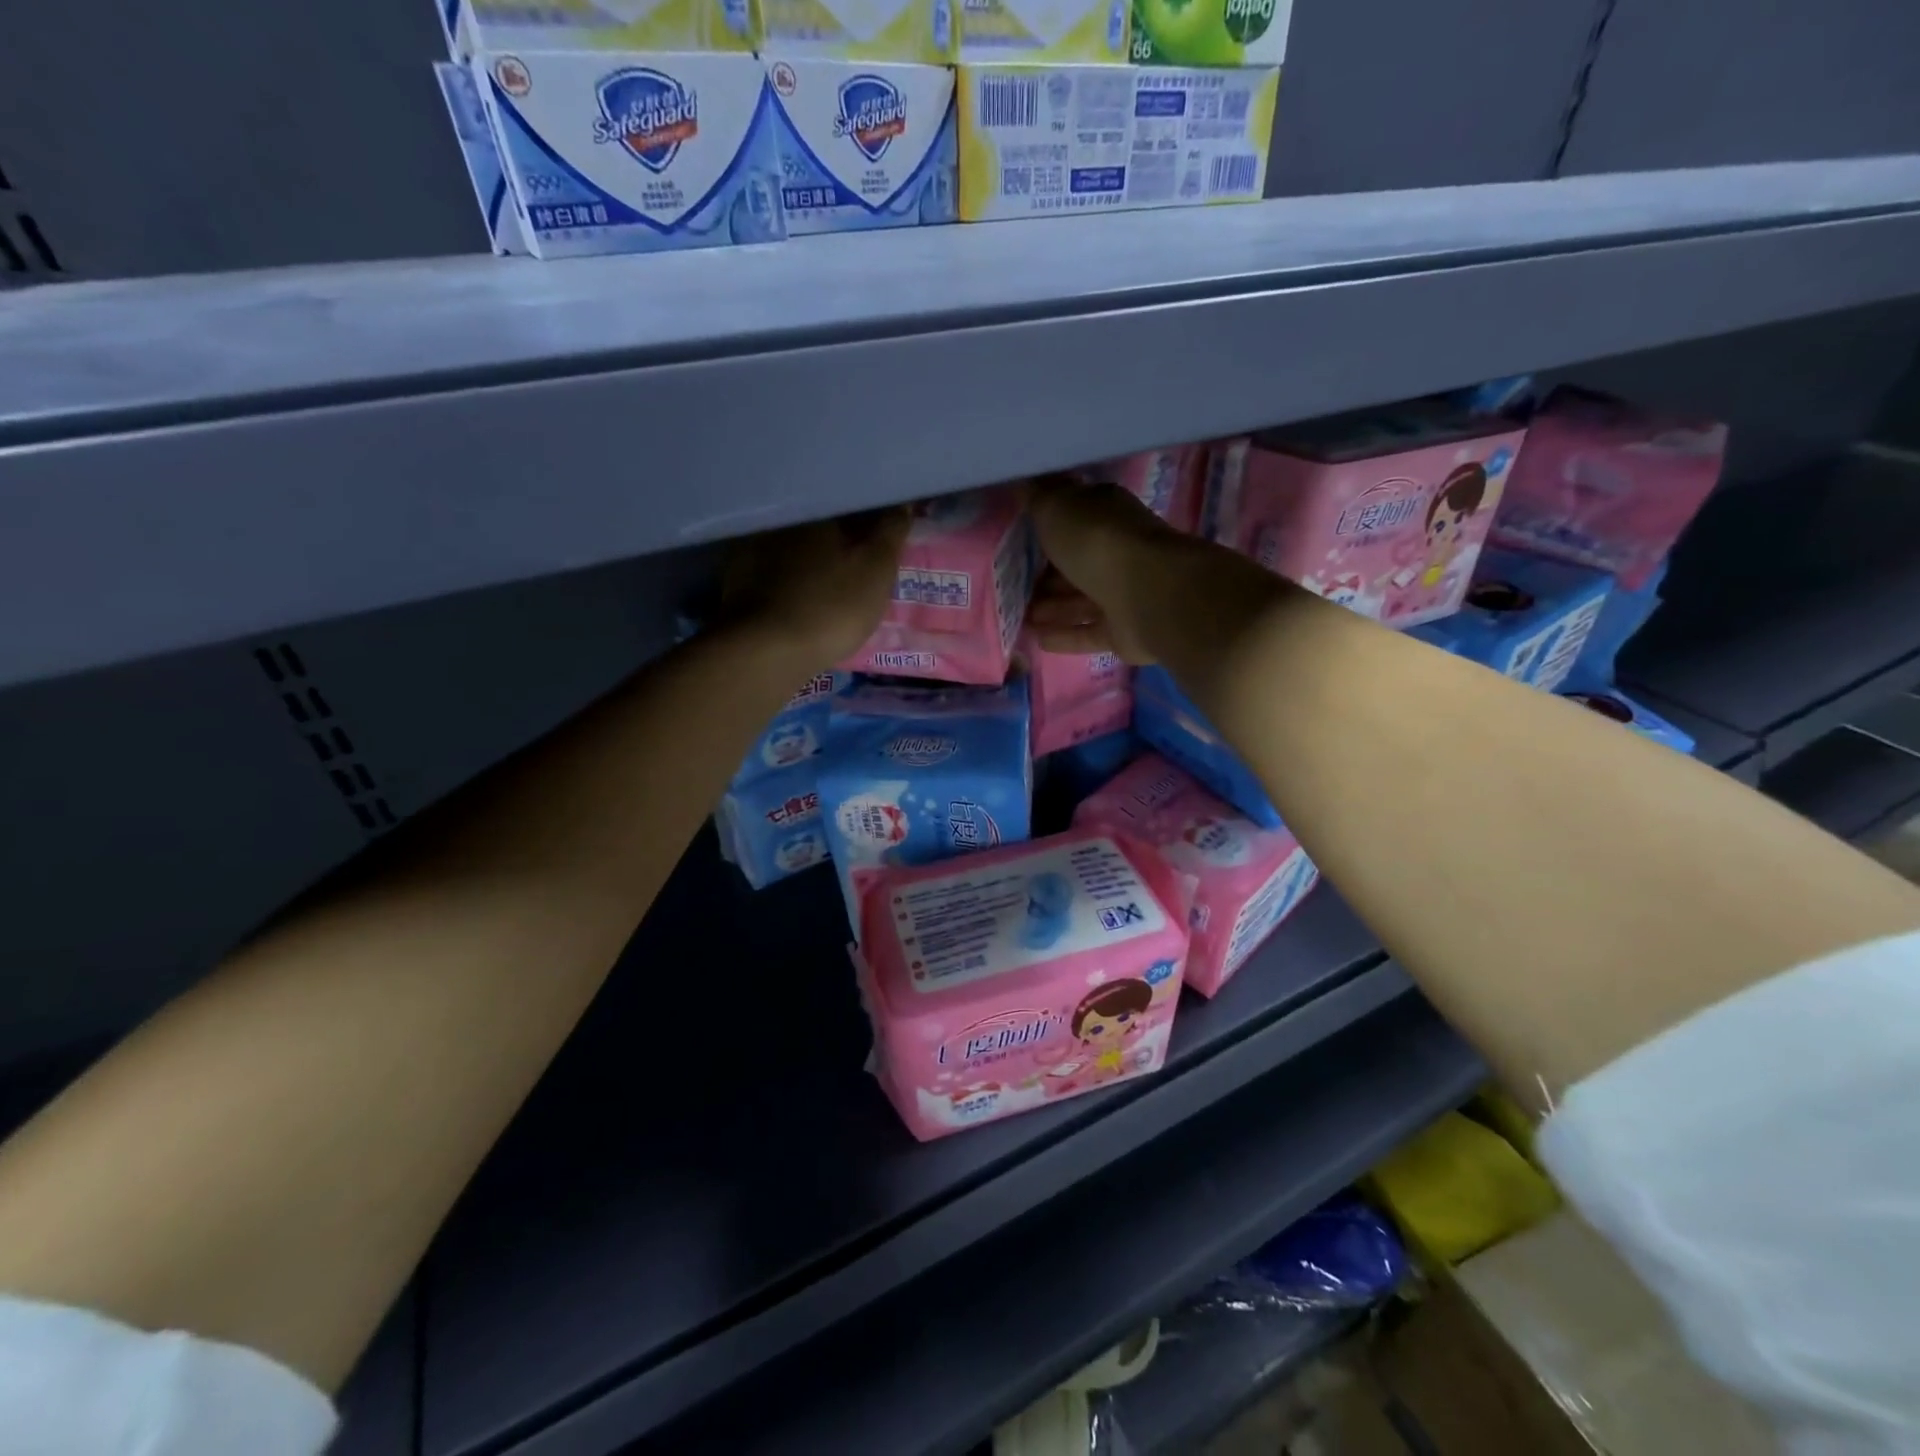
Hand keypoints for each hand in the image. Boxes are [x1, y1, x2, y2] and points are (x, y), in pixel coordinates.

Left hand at [722, 507, 910, 666]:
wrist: (765, 652)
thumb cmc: (831, 605)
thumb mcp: (877, 570)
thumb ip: (891, 532)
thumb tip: (901, 503)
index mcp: (816, 508)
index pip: (850, 501)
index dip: (870, 516)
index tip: (882, 532)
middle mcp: (780, 518)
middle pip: (818, 521)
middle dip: (838, 535)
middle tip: (856, 556)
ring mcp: (750, 548)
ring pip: (792, 545)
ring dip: (810, 556)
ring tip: (828, 576)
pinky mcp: (734, 579)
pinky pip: (771, 569)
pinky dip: (788, 577)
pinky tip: (798, 594)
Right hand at [1025, 478, 1183, 664]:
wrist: (1148, 594)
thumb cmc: (1098, 542)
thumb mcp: (1057, 507)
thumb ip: (1038, 497)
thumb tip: (1023, 482)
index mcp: (1105, 515)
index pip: (1072, 518)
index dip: (1044, 528)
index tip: (1013, 539)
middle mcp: (1116, 551)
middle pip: (1074, 563)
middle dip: (1044, 575)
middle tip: (1009, 585)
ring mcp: (1123, 592)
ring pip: (1079, 600)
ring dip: (1050, 608)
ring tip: (1017, 616)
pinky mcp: (1123, 630)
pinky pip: (1087, 633)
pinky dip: (1064, 636)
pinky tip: (1036, 640)